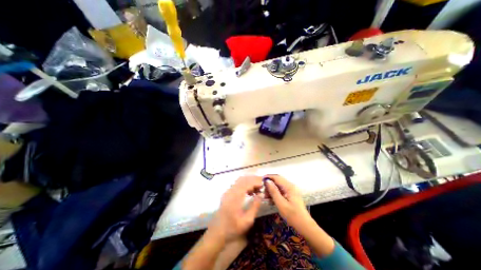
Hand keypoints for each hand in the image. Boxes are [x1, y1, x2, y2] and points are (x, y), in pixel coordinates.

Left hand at [207, 176, 262, 243]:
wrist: (217, 233)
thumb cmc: (233, 228)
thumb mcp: (247, 221)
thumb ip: (255, 206)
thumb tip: (261, 194)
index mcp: (236, 196)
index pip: (247, 183)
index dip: (256, 181)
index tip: (264, 184)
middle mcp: (231, 191)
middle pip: (244, 179)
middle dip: (254, 179)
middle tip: (262, 184)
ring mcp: (228, 191)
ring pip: (240, 180)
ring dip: (249, 181)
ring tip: (257, 188)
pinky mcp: (227, 193)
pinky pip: (237, 184)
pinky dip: (245, 184)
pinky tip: (250, 192)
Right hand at [265, 175, 309, 229]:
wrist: (304, 226)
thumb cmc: (293, 215)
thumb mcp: (281, 204)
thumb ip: (274, 191)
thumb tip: (267, 181)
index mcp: (289, 186)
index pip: (277, 177)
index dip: (268, 177)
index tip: (260, 180)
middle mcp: (290, 186)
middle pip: (277, 180)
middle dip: (269, 184)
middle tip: (262, 191)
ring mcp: (291, 190)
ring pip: (278, 186)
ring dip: (271, 189)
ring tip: (265, 196)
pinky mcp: (290, 195)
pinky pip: (281, 191)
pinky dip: (275, 193)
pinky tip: (270, 199)